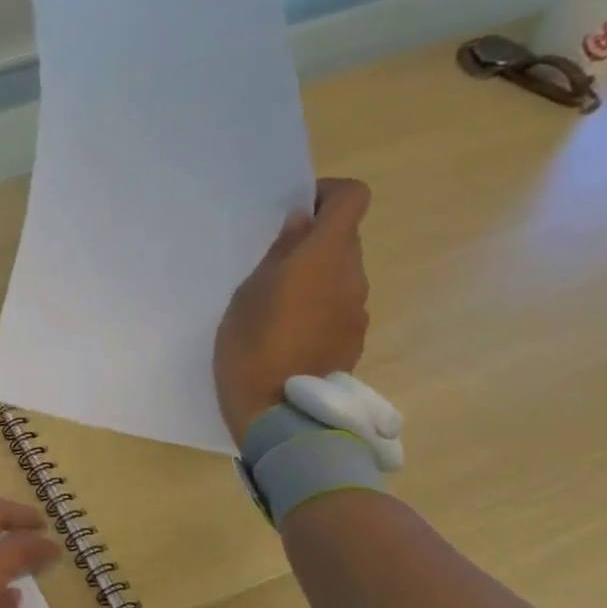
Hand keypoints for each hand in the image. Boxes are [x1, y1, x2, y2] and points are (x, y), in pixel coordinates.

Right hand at [214, 177, 372, 443]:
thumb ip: (280, 253)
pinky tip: (291, 335)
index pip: (352, 198)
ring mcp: (357, 310)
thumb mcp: (249, 292)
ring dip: (318, 278)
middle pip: (346, 239)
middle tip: (275, 265)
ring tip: (279, 306)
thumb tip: (302, 223)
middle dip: (316, 242)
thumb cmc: (250, 345)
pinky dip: (321, 308)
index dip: (329, 195)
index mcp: (324, 255)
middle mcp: (352, 276)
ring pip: (342, 276)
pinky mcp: (354, 339)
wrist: (276, 412)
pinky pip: (341, 308)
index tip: (298, 211)